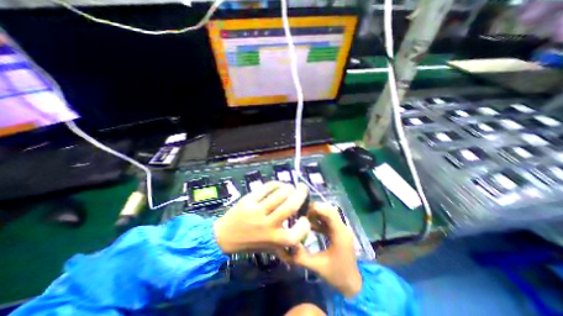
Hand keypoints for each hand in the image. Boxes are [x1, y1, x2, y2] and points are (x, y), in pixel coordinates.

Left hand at [216, 181, 312, 252]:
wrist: (225, 237)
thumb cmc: (251, 242)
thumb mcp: (271, 248)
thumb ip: (287, 244)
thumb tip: (304, 232)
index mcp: (274, 240)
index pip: (297, 234)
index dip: (305, 224)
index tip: (304, 217)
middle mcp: (267, 226)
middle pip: (290, 207)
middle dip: (300, 194)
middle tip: (303, 188)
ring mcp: (257, 212)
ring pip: (278, 195)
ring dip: (288, 187)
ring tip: (290, 186)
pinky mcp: (248, 201)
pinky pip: (265, 188)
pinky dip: (275, 184)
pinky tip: (278, 184)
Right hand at [277, 204, 359, 296]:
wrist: (353, 284)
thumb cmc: (337, 274)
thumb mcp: (318, 267)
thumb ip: (301, 257)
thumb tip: (288, 245)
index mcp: (340, 234)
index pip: (330, 212)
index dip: (317, 208)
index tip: (303, 212)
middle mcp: (342, 227)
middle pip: (329, 210)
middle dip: (315, 210)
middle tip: (302, 215)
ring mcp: (341, 229)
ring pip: (328, 214)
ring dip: (316, 214)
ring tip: (304, 219)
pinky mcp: (338, 231)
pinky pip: (328, 220)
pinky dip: (318, 220)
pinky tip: (310, 226)